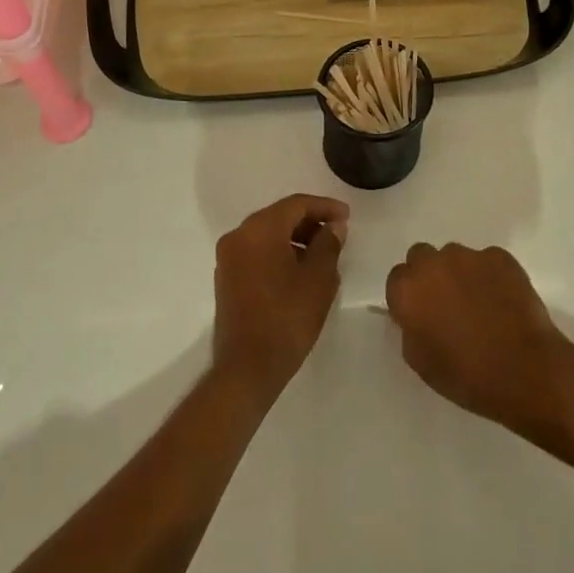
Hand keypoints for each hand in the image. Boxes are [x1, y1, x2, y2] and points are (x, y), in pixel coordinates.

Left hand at [212, 195, 348, 404]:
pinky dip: (278, 253)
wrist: (248, 367)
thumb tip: (333, 226)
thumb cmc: (287, 318)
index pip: (296, 204)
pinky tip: (299, 271)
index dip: (325, 207)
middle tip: (336, 234)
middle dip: (309, 222)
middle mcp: (239, 235)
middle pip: (279, 217)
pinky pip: (256, 252)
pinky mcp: (226, 278)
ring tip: (322, 255)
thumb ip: (328, 244)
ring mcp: (228, 257)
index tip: (347, 216)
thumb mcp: (318, 278)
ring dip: (294, 239)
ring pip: (267, 235)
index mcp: (260, 229)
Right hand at [384, 243, 573, 436]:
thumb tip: (416, 314)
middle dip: (430, 274)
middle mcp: (433, 264)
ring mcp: (469, 256)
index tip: (422, 313)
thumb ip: (410, 328)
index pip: (397, 278)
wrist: (525, 371)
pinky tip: (503, 301)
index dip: (410, 296)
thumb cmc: (467, 376)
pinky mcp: (499, 256)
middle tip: (447, 303)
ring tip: (480, 303)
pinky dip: (490, 276)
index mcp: (408, 290)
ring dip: (460, 273)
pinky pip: (487, 261)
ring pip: (455, 256)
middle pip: (422, 256)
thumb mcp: (420, 362)